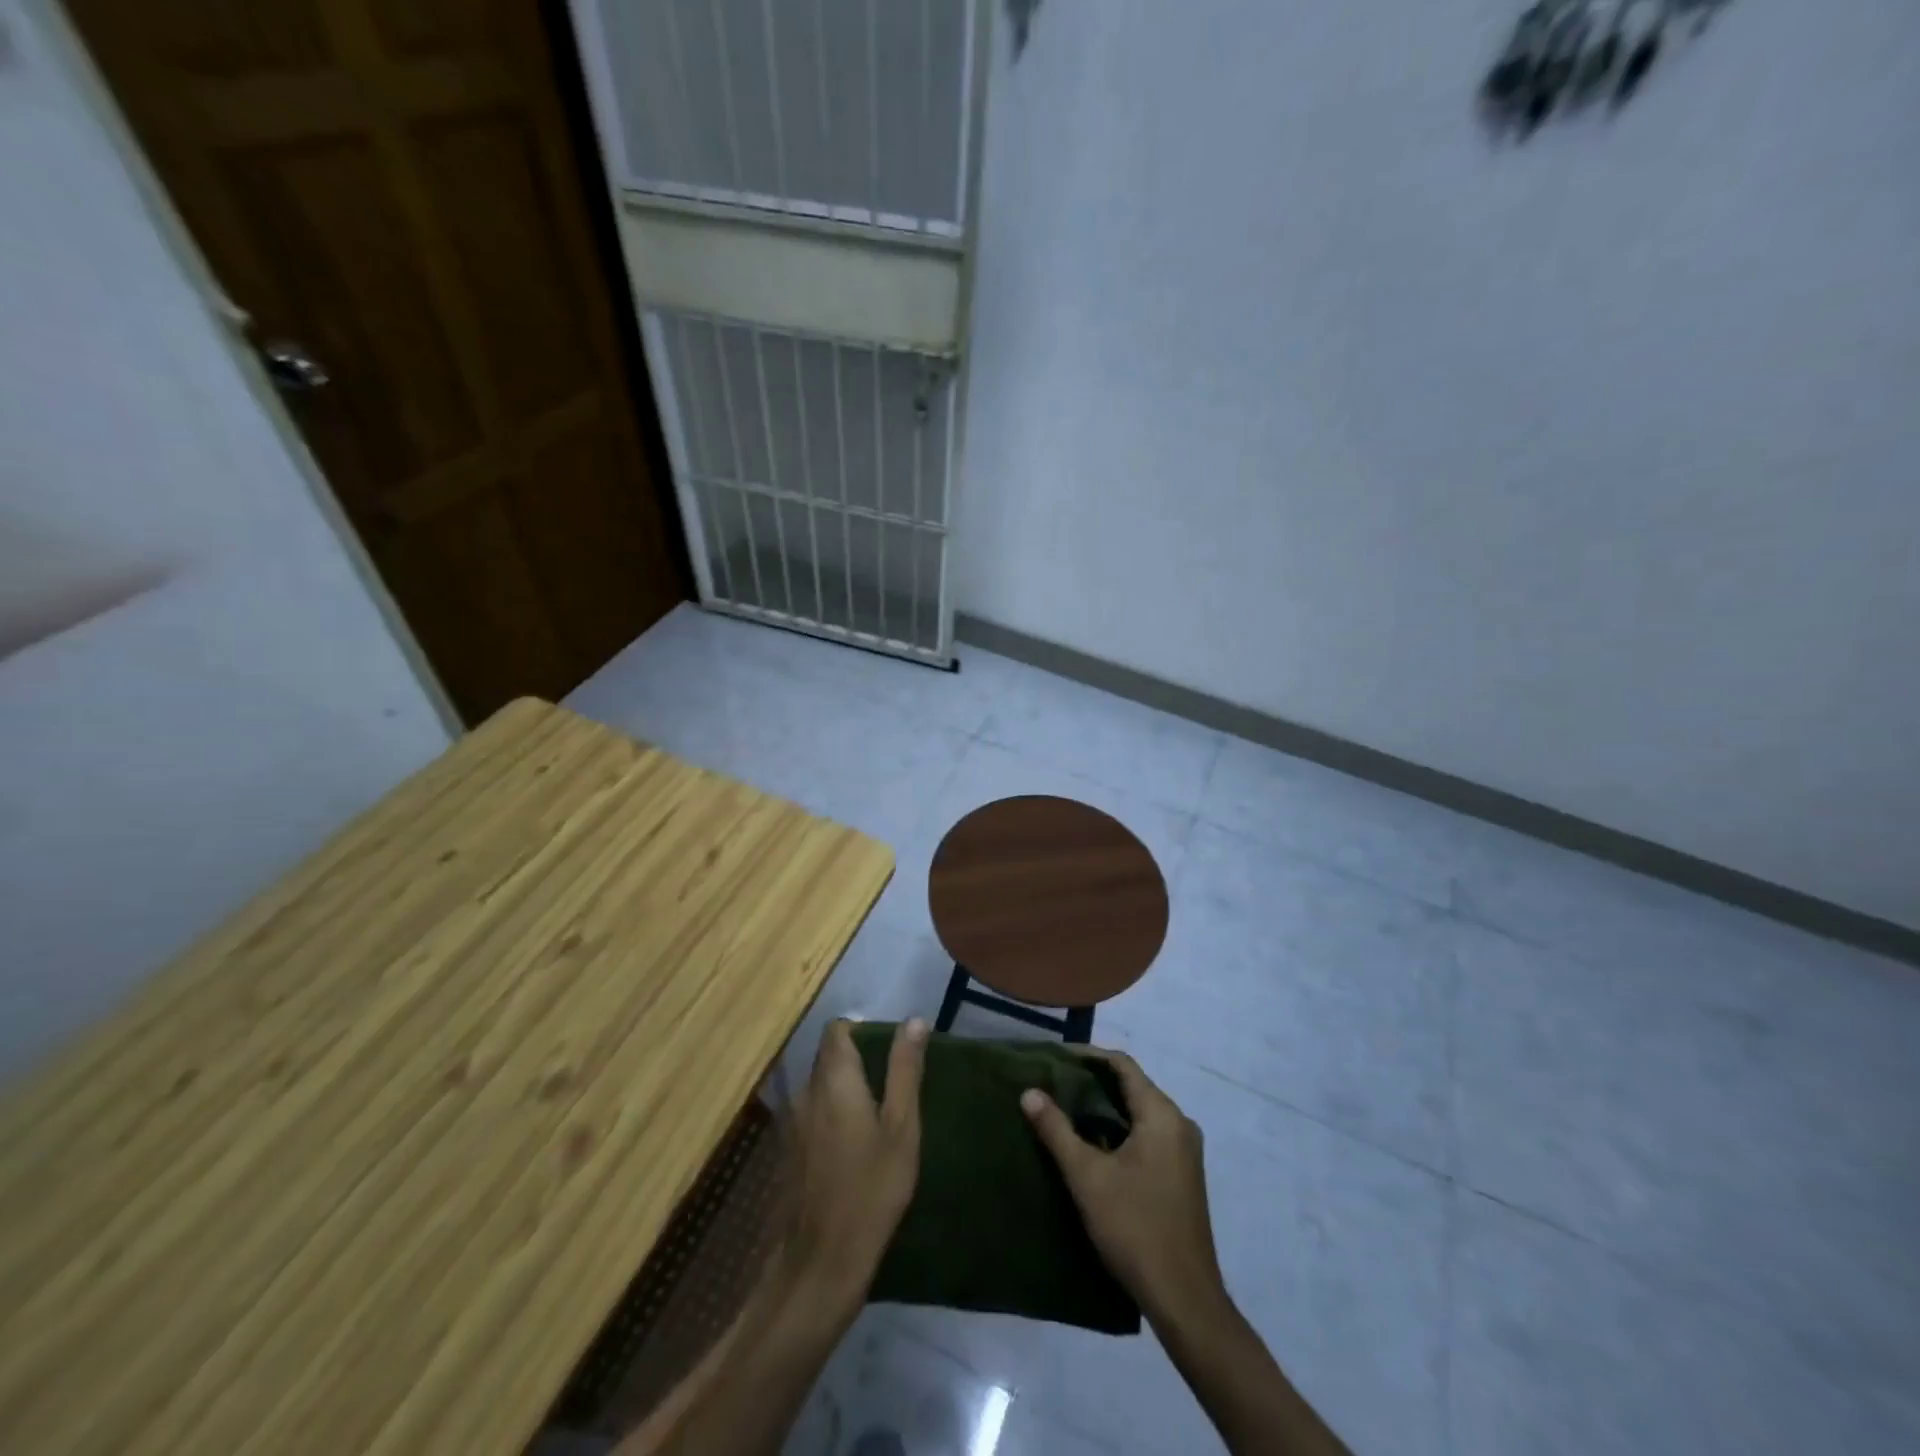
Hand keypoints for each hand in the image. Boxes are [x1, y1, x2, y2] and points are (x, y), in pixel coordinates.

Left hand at [782, 1018, 927, 1302]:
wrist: (819, 1264)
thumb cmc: (870, 1190)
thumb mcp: (901, 1128)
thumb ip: (905, 1070)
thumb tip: (914, 1020)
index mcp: (833, 1079)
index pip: (838, 1030)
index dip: (863, 1030)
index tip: (889, 1050)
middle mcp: (805, 1091)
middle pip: (828, 1057)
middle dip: (858, 1061)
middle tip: (892, 1087)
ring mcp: (791, 1122)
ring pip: (819, 1087)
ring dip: (845, 1091)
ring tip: (877, 1118)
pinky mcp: (787, 1151)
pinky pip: (812, 1114)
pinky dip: (831, 1116)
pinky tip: (853, 1147)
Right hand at [1022, 1048, 1228, 1327]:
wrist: (1184, 1298)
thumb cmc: (1135, 1227)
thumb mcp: (1087, 1176)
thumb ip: (1056, 1130)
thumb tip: (1029, 1091)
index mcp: (1162, 1115)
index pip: (1123, 1065)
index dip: (1089, 1056)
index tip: (1055, 1058)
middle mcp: (1178, 1124)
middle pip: (1132, 1086)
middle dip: (1093, 1081)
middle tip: (1054, 1082)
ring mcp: (1184, 1151)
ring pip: (1139, 1112)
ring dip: (1105, 1107)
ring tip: (1066, 1109)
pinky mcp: (1181, 1175)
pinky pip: (1147, 1134)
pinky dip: (1119, 1129)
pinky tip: (1092, 1143)